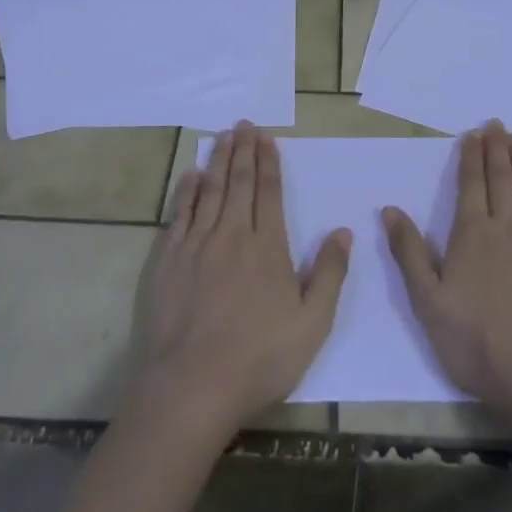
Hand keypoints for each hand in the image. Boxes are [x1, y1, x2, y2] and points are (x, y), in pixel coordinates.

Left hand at [132, 122, 350, 438]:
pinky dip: (187, 189)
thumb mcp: (311, 325)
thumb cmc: (258, 359)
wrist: (190, 387)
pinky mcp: (168, 259)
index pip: (268, 192)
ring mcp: (196, 244)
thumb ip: (330, 274)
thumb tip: (343, 230)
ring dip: (218, 160)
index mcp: (267, 247)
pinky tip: (192, 175)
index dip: (268, 161)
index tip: (266, 137)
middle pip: (239, 182)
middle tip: (244, 124)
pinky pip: (180, 213)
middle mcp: (232, 235)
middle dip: (243, 150)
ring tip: (223, 136)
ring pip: (210, 190)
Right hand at [384, 121, 511, 414]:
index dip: (471, 156)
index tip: (473, 134)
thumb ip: (409, 252)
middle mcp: (507, 224)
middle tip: (496, 124)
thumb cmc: (477, 340)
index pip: (470, 183)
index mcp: (472, 232)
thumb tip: (389, 209)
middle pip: (502, 177)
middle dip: (497, 148)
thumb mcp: (428, 301)